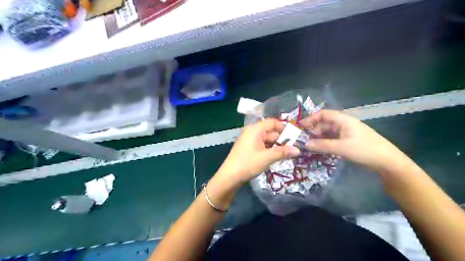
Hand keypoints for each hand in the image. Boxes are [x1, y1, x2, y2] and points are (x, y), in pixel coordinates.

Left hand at [219, 119, 301, 183]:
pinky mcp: (250, 148)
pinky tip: (279, 156)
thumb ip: (283, 152)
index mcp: (255, 129)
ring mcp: (251, 140)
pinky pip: (263, 146)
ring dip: (278, 146)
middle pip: (271, 132)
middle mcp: (253, 132)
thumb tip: (298, 150)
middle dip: (283, 140)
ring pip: (268, 140)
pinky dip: (271, 150)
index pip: (273, 123)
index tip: (296, 135)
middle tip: (296, 147)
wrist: (229, 177)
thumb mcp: (266, 158)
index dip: (285, 128)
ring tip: (291, 153)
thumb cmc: (247, 164)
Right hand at [302, 109, 407, 171]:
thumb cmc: (364, 150)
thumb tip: (305, 144)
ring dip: (319, 137)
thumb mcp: (341, 147)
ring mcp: (348, 133)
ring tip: (311, 146)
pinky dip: (326, 143)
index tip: (301, 126)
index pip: (324, 114)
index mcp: (344, 120)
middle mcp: (345, 124)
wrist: (388, 162)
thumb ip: (322, 145)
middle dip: (314, 130)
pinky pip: (334, 139)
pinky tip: (321, 149)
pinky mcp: (350, 141)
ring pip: (329, 132)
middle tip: (304, 140)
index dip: (311, 118)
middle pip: (325, 123)